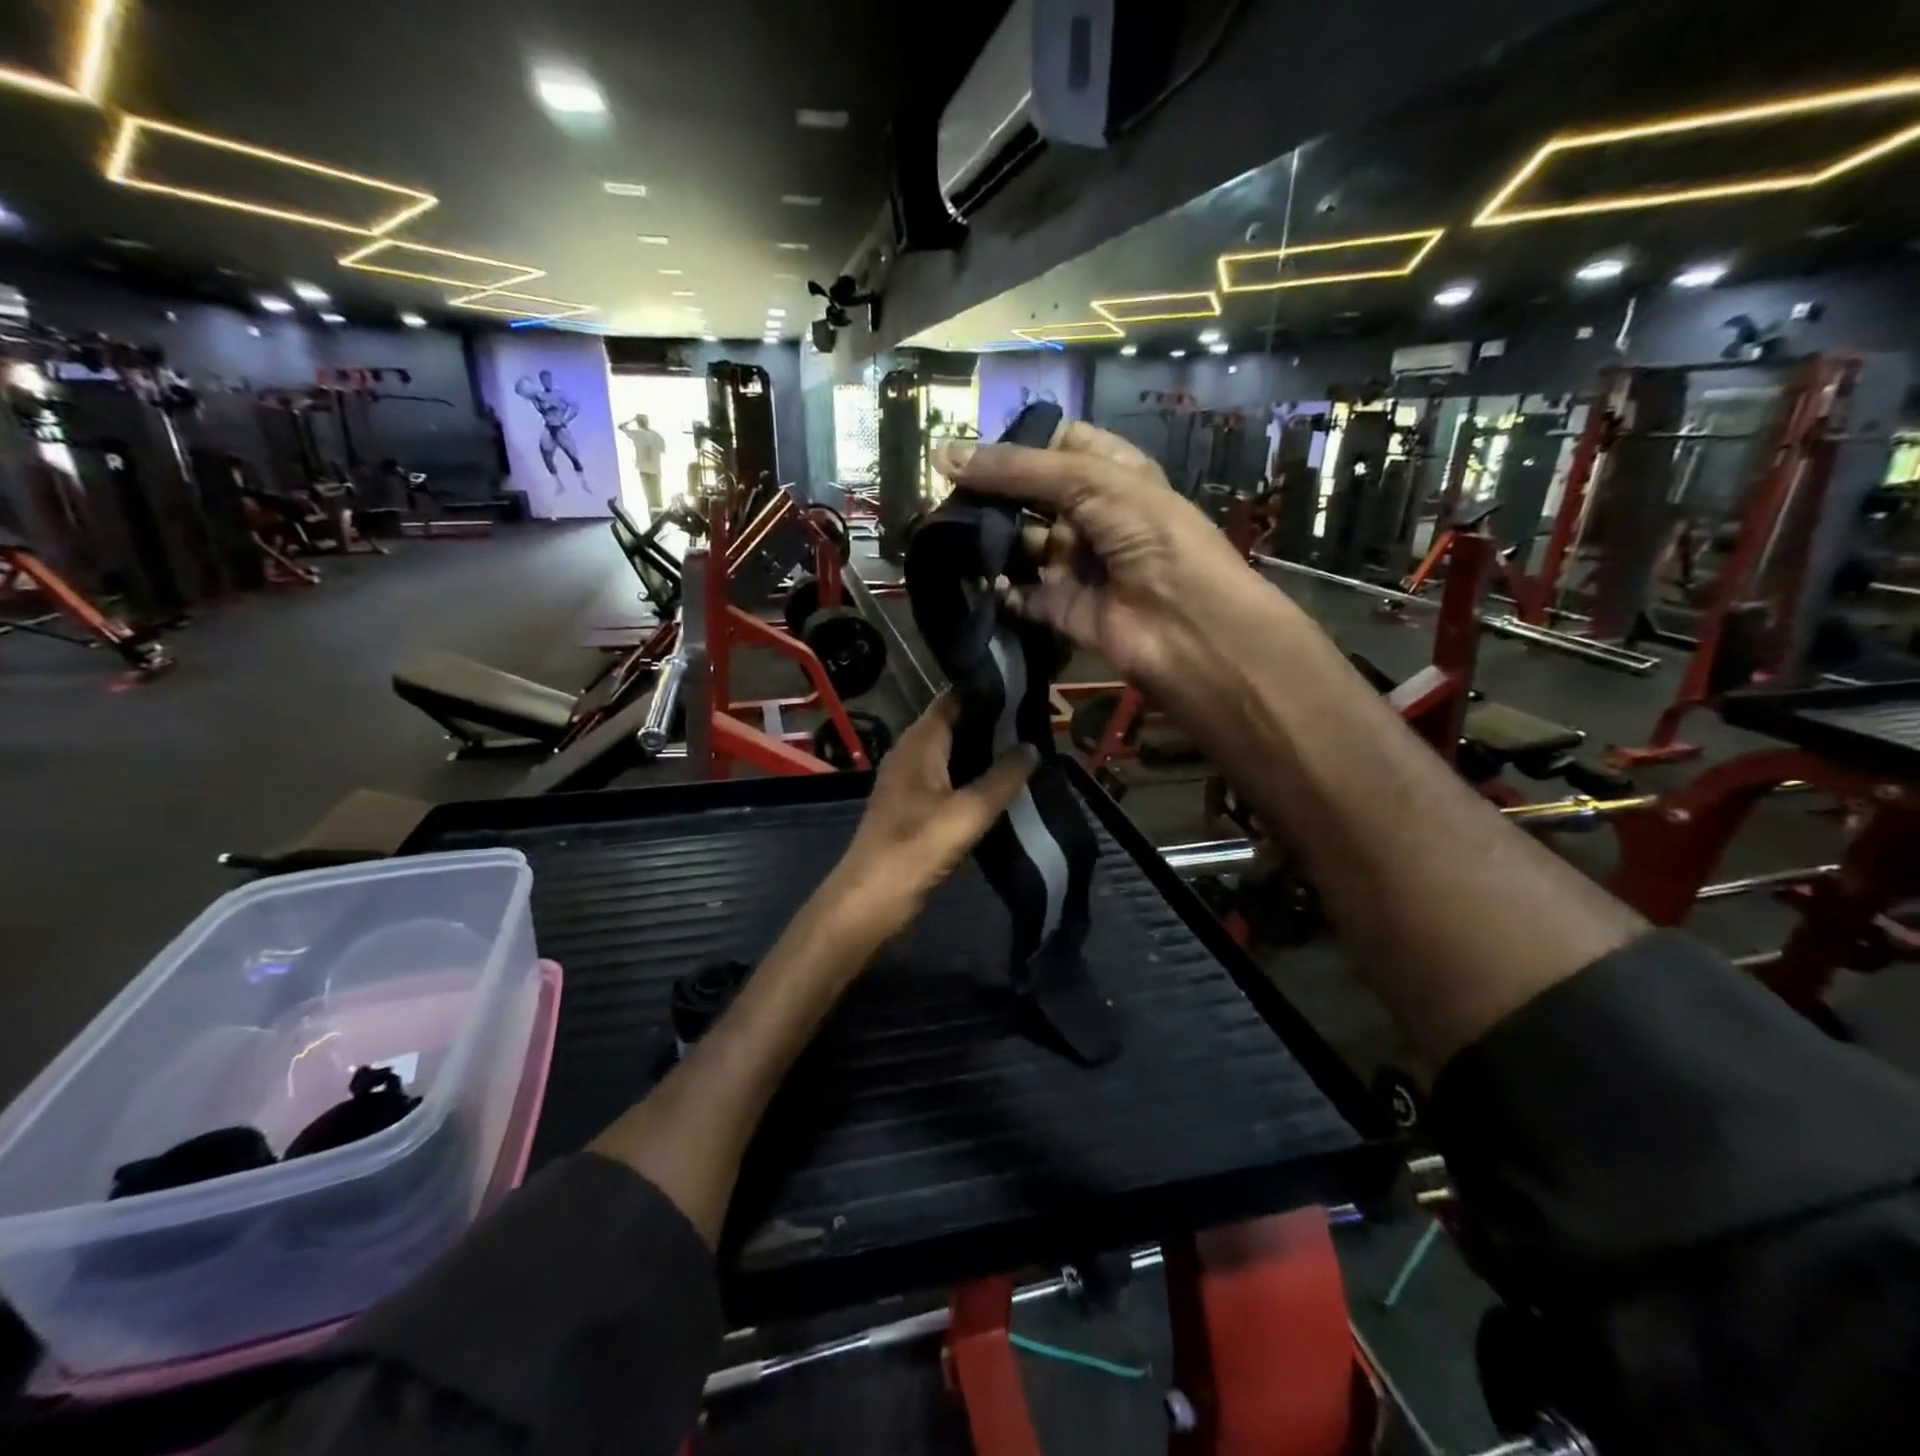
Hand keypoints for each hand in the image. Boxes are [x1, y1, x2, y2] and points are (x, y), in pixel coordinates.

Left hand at [826, 694, 1038, 940]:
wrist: (870, 901)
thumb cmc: (916, 848)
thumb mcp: (968, 813)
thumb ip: (1003, 778)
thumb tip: (1032, 746)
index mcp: (918, 743)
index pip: (952, 698)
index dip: (985, 690)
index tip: (1024, 687)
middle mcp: (910, 753)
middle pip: (954, 724)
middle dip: (991, 720)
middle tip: (1035, 719)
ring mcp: (909, 781)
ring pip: (952, 753)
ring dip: (983, 750)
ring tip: (1026, 747)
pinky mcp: (912, 807)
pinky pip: (947, 778)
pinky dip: (972, 776)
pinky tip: (999, 785)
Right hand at [933, 422, 1278, 712]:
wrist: (1184, 625)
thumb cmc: (1149, 535)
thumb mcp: (1089, 481)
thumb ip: (1017, 469)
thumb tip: (941, 454)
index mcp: (1112, 473)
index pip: (1058, 445)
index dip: (1019, 444)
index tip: (972, 450)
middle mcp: (1093, 516)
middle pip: (1032, 496)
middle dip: (993, 495)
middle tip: (947, 495)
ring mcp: (1077, 564)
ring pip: (1022, 545)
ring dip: (989, 541)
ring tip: (949, 535)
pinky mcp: (1063, 608)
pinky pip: (1022, 595)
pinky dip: (1000, 590)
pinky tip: (980, 580)